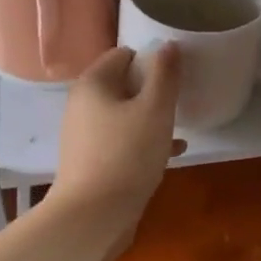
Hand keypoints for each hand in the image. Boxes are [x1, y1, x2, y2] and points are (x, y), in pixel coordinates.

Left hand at [49, 45, 182, 237]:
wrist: (93, 215)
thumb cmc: (127, 154)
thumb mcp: (155, 110)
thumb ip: (165, 75)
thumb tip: (169, 45)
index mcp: (93, 83)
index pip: (123, 54)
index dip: (151, 60)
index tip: (175, 75)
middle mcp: (82, 103)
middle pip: (122, 84)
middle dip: (152, 90)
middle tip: (178, 101)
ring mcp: (83, 134)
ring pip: (123, 114)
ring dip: (150, 117)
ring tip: (178, 126)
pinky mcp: (90, 159)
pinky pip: (121, 139)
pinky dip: (143, 140)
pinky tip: (171, 152)